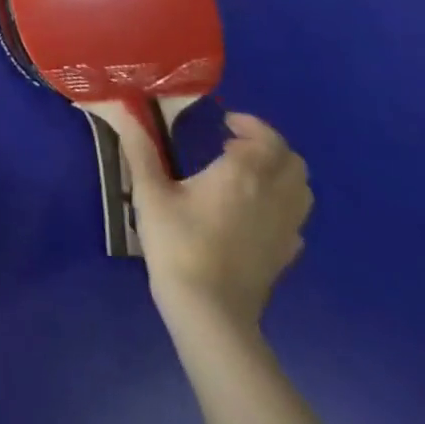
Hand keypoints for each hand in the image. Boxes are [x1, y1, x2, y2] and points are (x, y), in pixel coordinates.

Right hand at [88, 104, 311, 336]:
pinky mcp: (285, 254)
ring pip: (301, 188)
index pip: (265, 138)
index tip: (225, 122)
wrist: (209, 312)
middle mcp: (272, 196)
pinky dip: (283, 203)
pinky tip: (255, 210)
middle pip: (292, 161)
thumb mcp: (150, 193)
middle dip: (268, 144)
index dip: (250, 125)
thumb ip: (140, 149)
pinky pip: (296, 218)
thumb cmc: (178, 244)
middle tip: (236, 143)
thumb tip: (123, 111)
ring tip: (248, 173)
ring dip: (281, 172)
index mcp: (243, 174)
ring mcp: (285, 228)